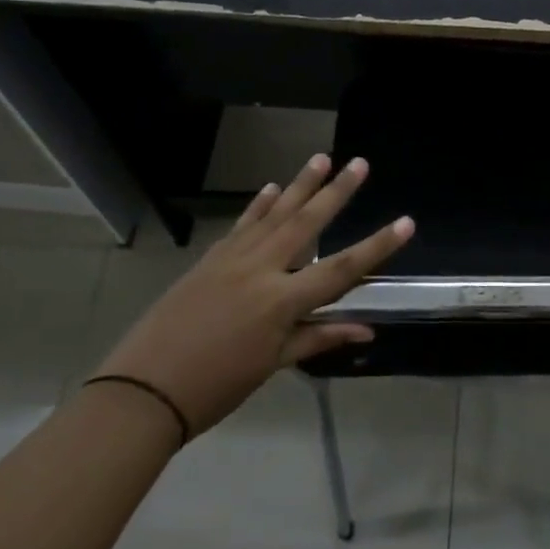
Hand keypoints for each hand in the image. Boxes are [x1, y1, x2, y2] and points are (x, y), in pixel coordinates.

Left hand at [95, 154, 412, 437]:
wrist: (143, 391)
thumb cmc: (217, 386)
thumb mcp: (273, 364)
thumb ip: (319, 338)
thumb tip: (368, 330)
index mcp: (280, 302)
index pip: (340, 270)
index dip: (377, 247)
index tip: (406, 222)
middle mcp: (259, 270)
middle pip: (306, 224)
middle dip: (336, 192)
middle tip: (359, 163)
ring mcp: (231, 260)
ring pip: (273, 215)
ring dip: (299, 185)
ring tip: (322, 157)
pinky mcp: (209, 260)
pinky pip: (241, 226)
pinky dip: (259, 206)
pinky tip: (273, 188)